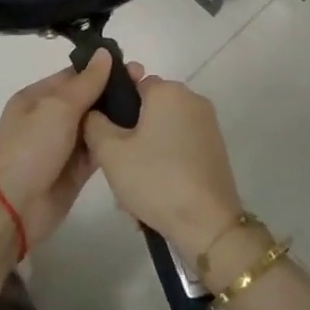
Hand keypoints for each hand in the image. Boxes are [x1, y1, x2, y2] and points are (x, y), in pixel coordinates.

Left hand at [0, 50, 146, 249]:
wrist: (14, 206)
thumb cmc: (31, 148)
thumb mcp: (57, 108)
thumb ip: (86, 82)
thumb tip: (104, 53)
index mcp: (37, 97)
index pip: (74, 76)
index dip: (102, 69)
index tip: (134, 66)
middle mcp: (50, 118)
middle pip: (87, 99)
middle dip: (114, 92)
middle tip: (148, 85)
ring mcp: (63, 145)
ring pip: (95, 124)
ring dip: (118, 116)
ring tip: (150, 108)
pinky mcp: (75, 170)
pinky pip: (98, 149)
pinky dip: (114, 142)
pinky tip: (140, 134)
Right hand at [82, 76, 243, 257]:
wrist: (207, 224)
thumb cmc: (155, 179)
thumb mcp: (110, 152)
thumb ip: (94, 123)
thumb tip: (94, 112)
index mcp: (168, 91)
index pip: (131, 85)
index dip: (115, 110)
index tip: (107, 139)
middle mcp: (192, 100)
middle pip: (148, 111)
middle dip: (130, 139)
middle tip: (118, 170)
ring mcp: (208, 126)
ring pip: (162, 134)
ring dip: (145, 157)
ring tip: (134, 193)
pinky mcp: (216, 150)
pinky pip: (179, 150)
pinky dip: (165, 167)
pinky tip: (156, 196)